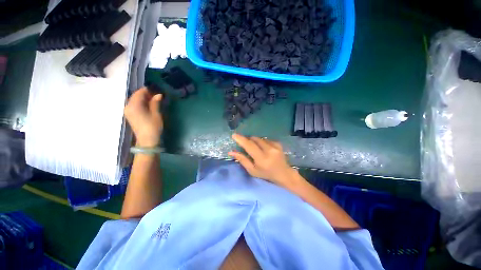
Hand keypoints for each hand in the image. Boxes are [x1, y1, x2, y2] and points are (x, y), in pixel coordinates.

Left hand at [124, 87, 162, 146]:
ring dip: (143, 99)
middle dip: (146, 94)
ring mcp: (127, 111)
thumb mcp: (156, 114)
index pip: (139, 92)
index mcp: (134, 105)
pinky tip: (148, 105)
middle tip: (156, 96)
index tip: (157, 91)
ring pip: (135, 100)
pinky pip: (134, 105)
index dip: (148, 90)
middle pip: (136, 96)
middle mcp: (128, 106)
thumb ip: (155, 103)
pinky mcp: (129, 115)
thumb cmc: (153, 126)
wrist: (147, 140)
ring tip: (154, 100)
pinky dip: (141, 103)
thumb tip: (158, 94)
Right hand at [229, 133, 301, 189]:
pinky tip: (264, 149)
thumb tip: (231, 152)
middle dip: (248, 140)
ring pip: (260, 138)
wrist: (283, 173)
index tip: (234, 135)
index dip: (241, 139)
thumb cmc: (266, 174)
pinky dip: (262, 142)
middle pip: (254, 139)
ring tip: (256, 149)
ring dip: (255, 141)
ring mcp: (275, 146)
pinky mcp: (278, 143)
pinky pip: (265, 139)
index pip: (249, 146)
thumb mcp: (252, 170)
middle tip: (245, 145)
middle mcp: (269, 150)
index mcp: (261, 159)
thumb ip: (242, 160)